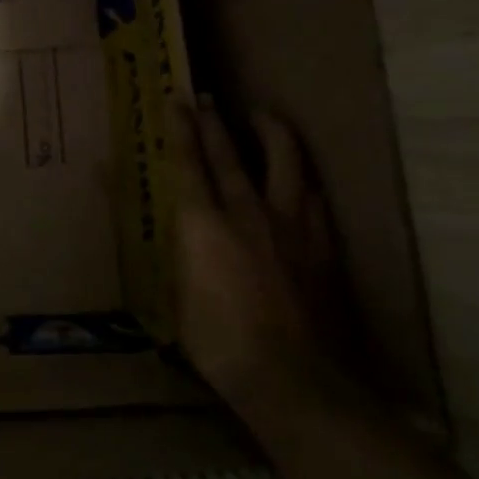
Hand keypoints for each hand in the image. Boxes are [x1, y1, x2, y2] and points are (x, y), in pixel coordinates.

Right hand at [171, 95, 349, 412]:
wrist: (295, 380)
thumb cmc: (219, 344)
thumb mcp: (175, 300)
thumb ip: (169, 254)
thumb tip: (155, 229)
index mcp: (204, 225)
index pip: (189, 164)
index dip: (181, 129)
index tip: (177, 100)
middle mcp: (247, 212)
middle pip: (231, 154)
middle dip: (215, 123)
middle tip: (207, 98)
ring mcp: (292, 226)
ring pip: (286, 162)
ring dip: (271, 133)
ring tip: (264, 115)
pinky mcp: (323, 245)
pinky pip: (312, 196)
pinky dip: (301, 177)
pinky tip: (300, 176)